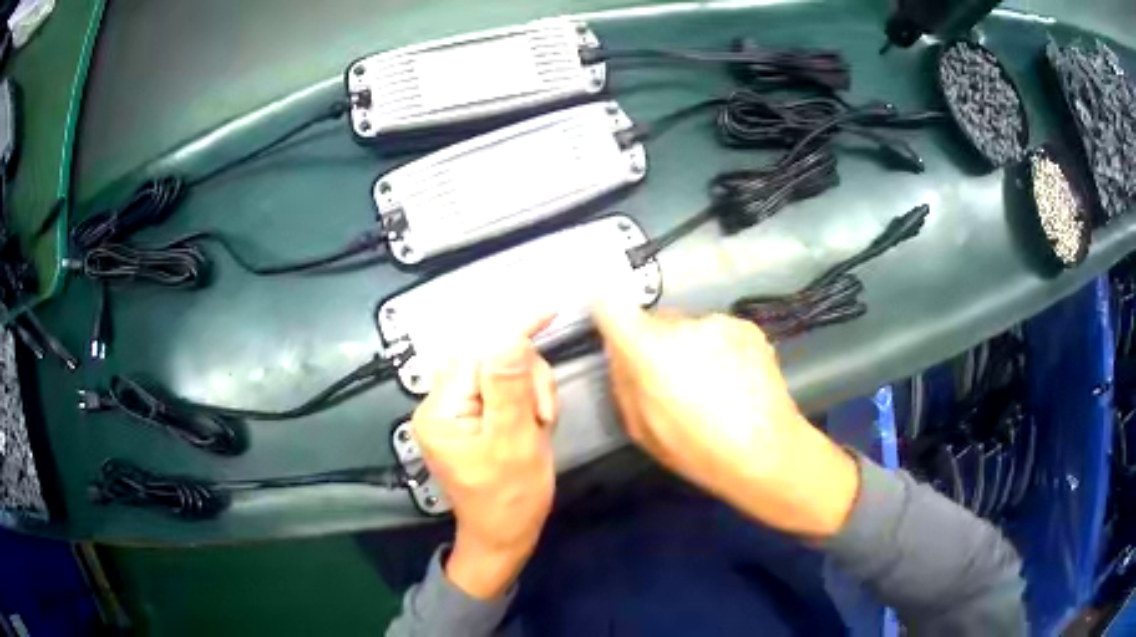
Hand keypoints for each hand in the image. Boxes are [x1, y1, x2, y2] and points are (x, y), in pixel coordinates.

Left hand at [412, 317, 557, 599]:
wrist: (505, 535)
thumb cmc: (510, 500)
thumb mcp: (514, 443)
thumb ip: (509, 389)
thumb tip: (508, 337)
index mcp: (441, 411)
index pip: (477, 354)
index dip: (513, 334)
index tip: (548, 312)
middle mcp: (440, 405)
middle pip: (490, 360)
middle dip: (526, 379)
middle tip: (543, 415)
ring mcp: (456, 411)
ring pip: (502, 373)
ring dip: (530, 392)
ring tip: (540, 427)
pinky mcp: (472, 417)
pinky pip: (504, 391)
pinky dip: (526, 402)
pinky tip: (534, 427)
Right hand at [592, 301, 858, 537]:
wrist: (767, 451)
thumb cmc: (697, 449)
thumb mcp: (642, 429)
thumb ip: (623, 382)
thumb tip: (618, 349)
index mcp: (650, 351)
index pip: (612, 308)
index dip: (610, 317)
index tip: (617, 333)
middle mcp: (683, 324)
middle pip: (656, 321)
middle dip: (657, 343)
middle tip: (674, 381)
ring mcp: (719, 322)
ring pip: (690, 327)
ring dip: (691, 346)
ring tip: (713, 385)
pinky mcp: (748, 326)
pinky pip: (719, 332)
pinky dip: (720, 349)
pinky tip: (736, 381)